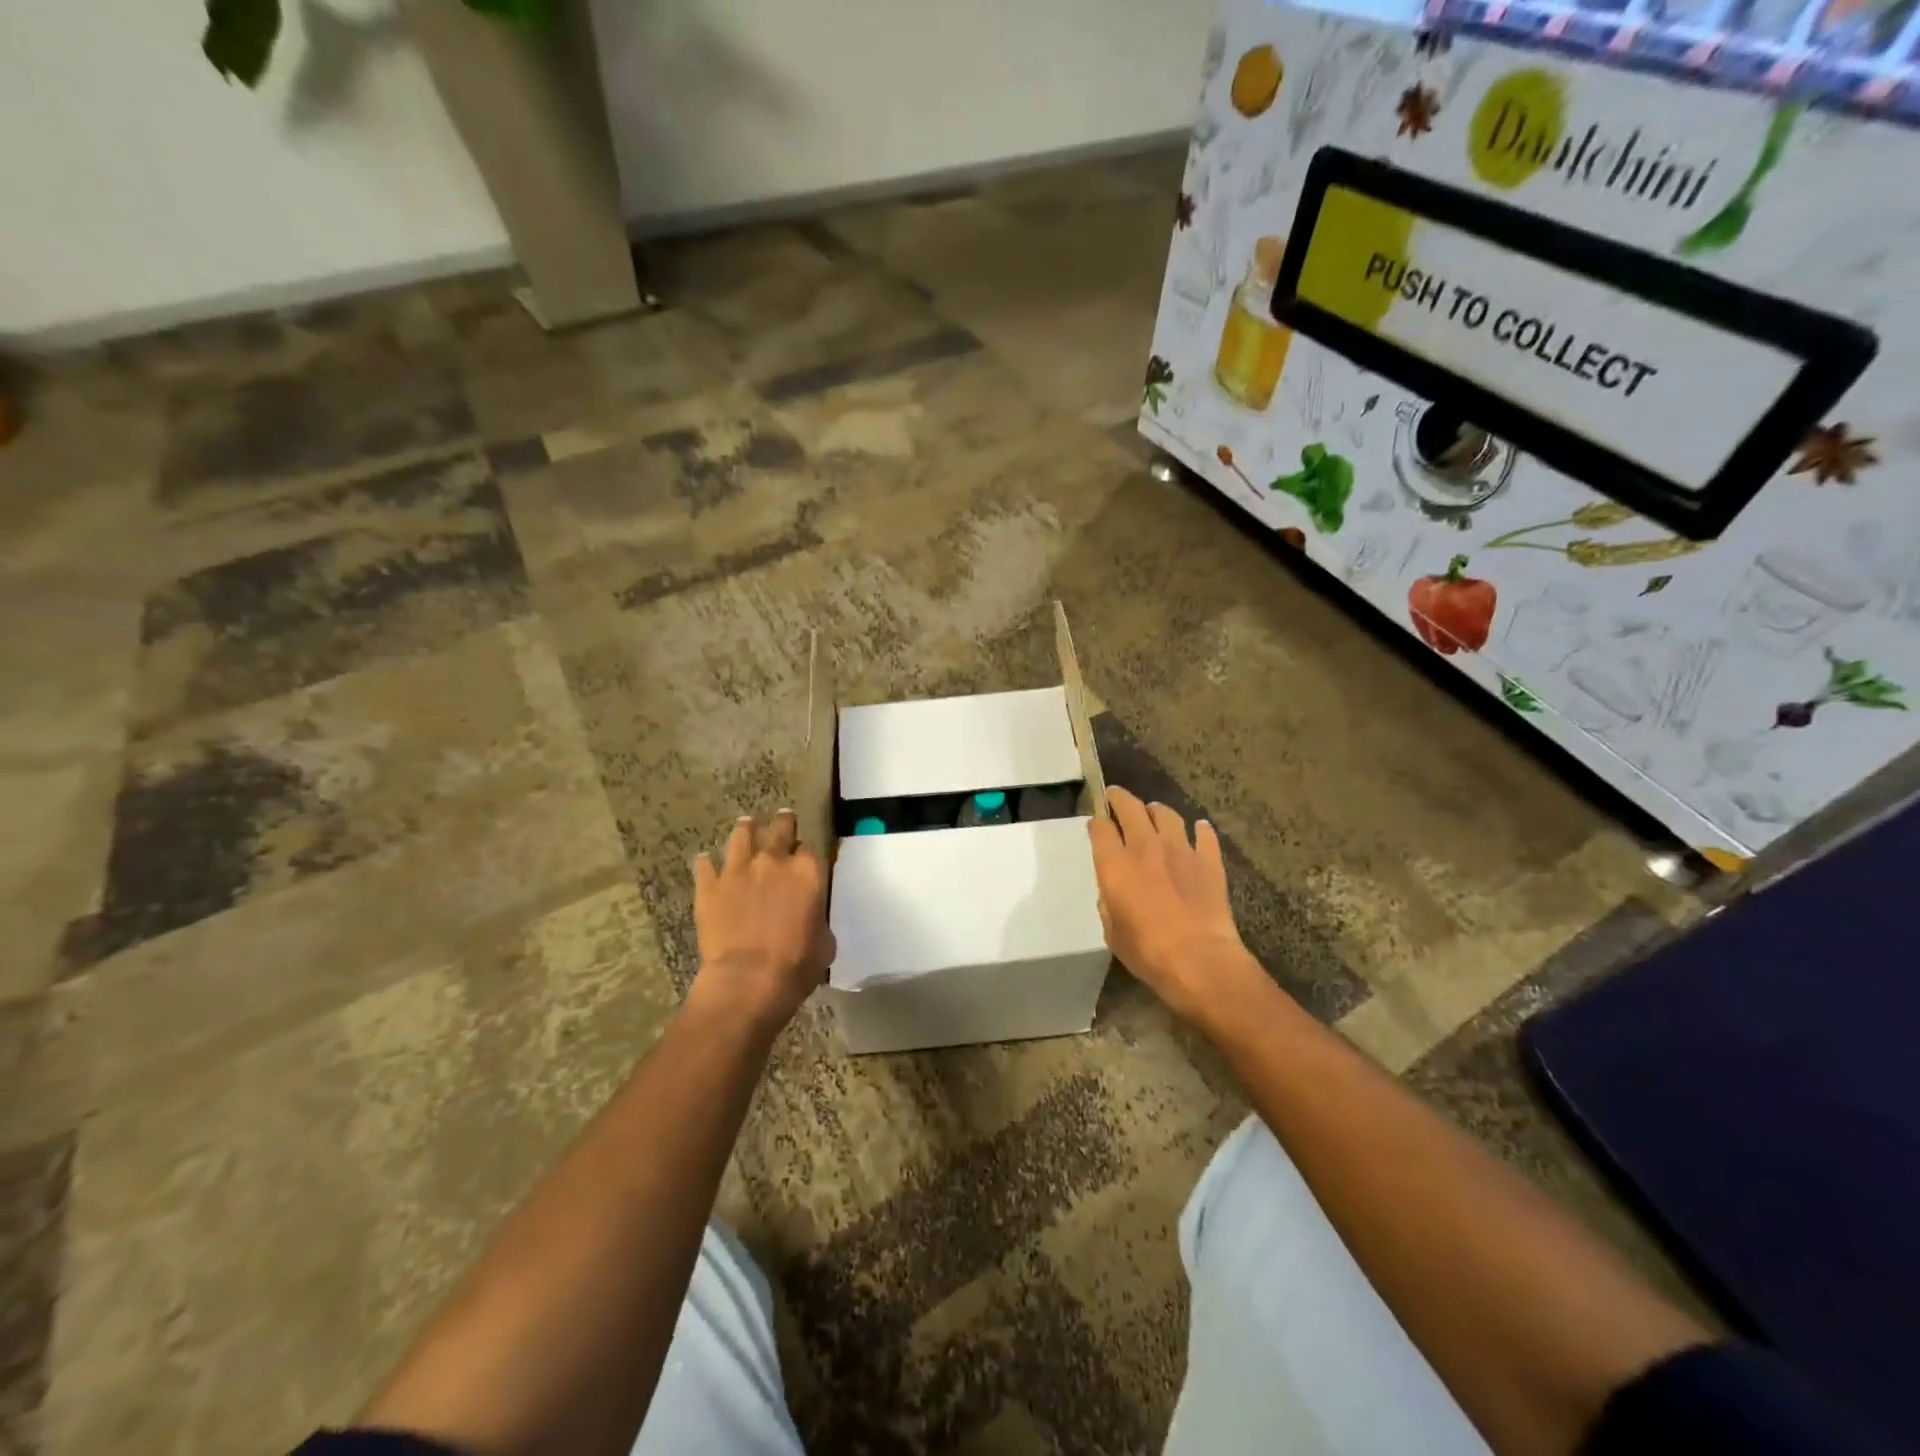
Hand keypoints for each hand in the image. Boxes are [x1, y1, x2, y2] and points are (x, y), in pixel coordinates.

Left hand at [690, 810, 834, 1033]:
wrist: (747, 980)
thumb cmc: (796, 965)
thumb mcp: (824, 943)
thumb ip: (817, 920)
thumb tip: (811, 919)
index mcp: (807, 873)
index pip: (809, 849)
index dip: (806, 851)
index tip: (804, 855)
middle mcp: (773, 862)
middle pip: (779, 830)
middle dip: (782, 823)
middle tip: (783, 817)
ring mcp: (737, 871)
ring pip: (741, 836)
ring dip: (746, 829)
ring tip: (746, 823)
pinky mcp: (709, 887)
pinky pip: (705, 865)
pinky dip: (706, 862)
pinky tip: (705, 860)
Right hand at [1088, 787, 1268, 1026]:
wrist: (1199, 958)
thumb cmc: (1147, 951)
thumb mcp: (1112, 932)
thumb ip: (1109, 904)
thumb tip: (1112, 892)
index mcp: (1115, 864)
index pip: (1100, 828)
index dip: (1096, 823)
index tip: (1095, 824)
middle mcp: (1145, 847)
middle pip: (1130, 808)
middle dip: (1119, 798)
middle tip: (1115, 796)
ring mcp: (1180, 850)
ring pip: (1166, 814)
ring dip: (1156, 810)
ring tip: (1153, 812)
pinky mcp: (1208, 860)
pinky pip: (1204, 835)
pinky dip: (1199, 830)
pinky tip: (1198, 829)